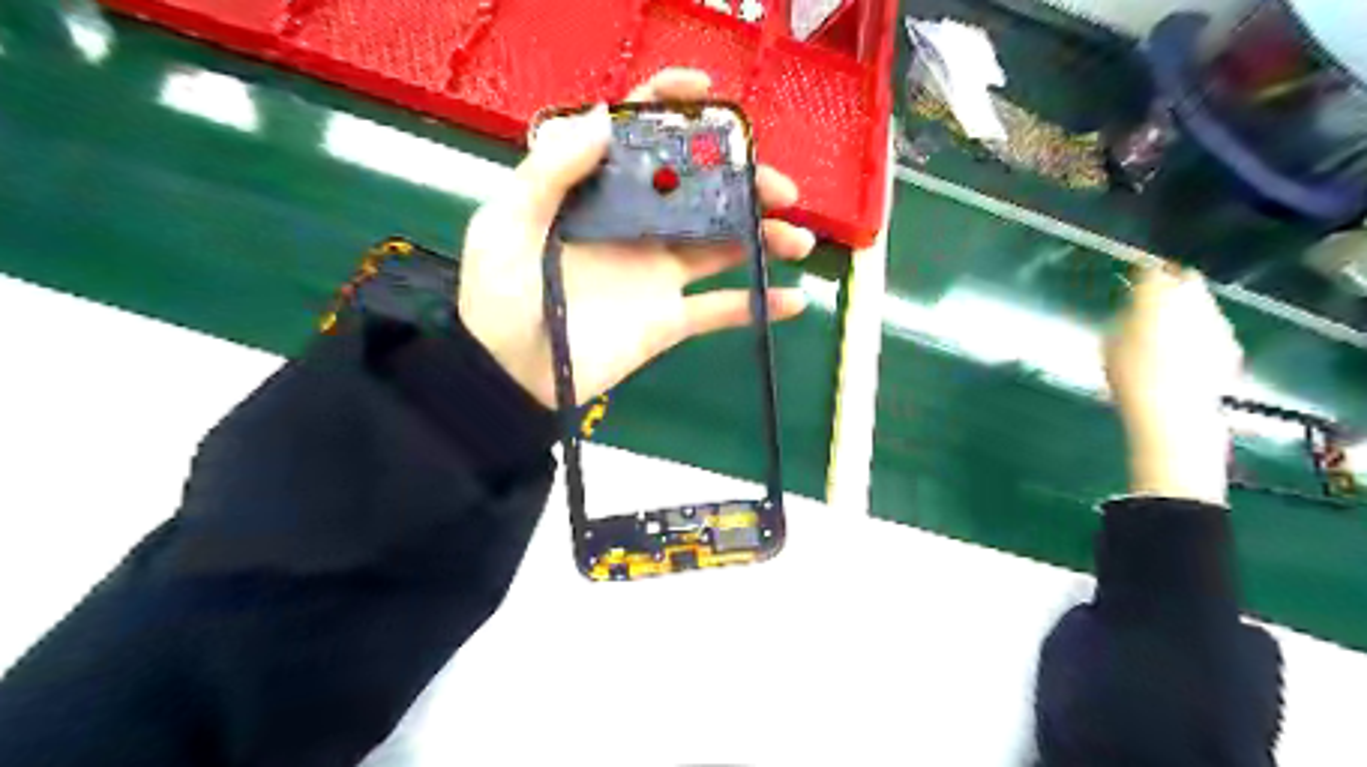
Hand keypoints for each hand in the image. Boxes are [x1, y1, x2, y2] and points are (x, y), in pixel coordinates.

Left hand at [453, 70, 815, 410]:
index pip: (639, 138)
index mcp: (599, 194)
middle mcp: (636, 225)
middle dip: (743, 182)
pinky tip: (794, 301)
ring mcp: (658, 273)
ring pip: (722, 245)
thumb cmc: (501, 296)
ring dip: (764, 238)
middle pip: (700, 191)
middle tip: (779, 189)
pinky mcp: (670, 318)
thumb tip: (606, 117)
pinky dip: (759, 306)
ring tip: (797, 239)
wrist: (512, 374)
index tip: (709, 95)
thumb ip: (551, 170)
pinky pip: (722, 310)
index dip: (672, 107)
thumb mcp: (509, 224)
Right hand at [1104, 267, 1245, 504]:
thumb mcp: (1109, 344)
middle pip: (1185, 280)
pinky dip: (1199, 333)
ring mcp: (1216, 322)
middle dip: (1172, 284)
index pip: (1151, 272)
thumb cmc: (1129, 376)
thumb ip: (1123, 321)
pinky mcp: (1231, 346)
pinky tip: (1184, 353)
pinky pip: (1211, 329)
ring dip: (1187, 309)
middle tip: (1154, 298)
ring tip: (1167, 327)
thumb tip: (1132, 313)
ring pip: (1201, 304)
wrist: (1173, 413)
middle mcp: (1192, 300)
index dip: (1142, 275)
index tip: (1132, 280)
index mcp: (1156, 295)